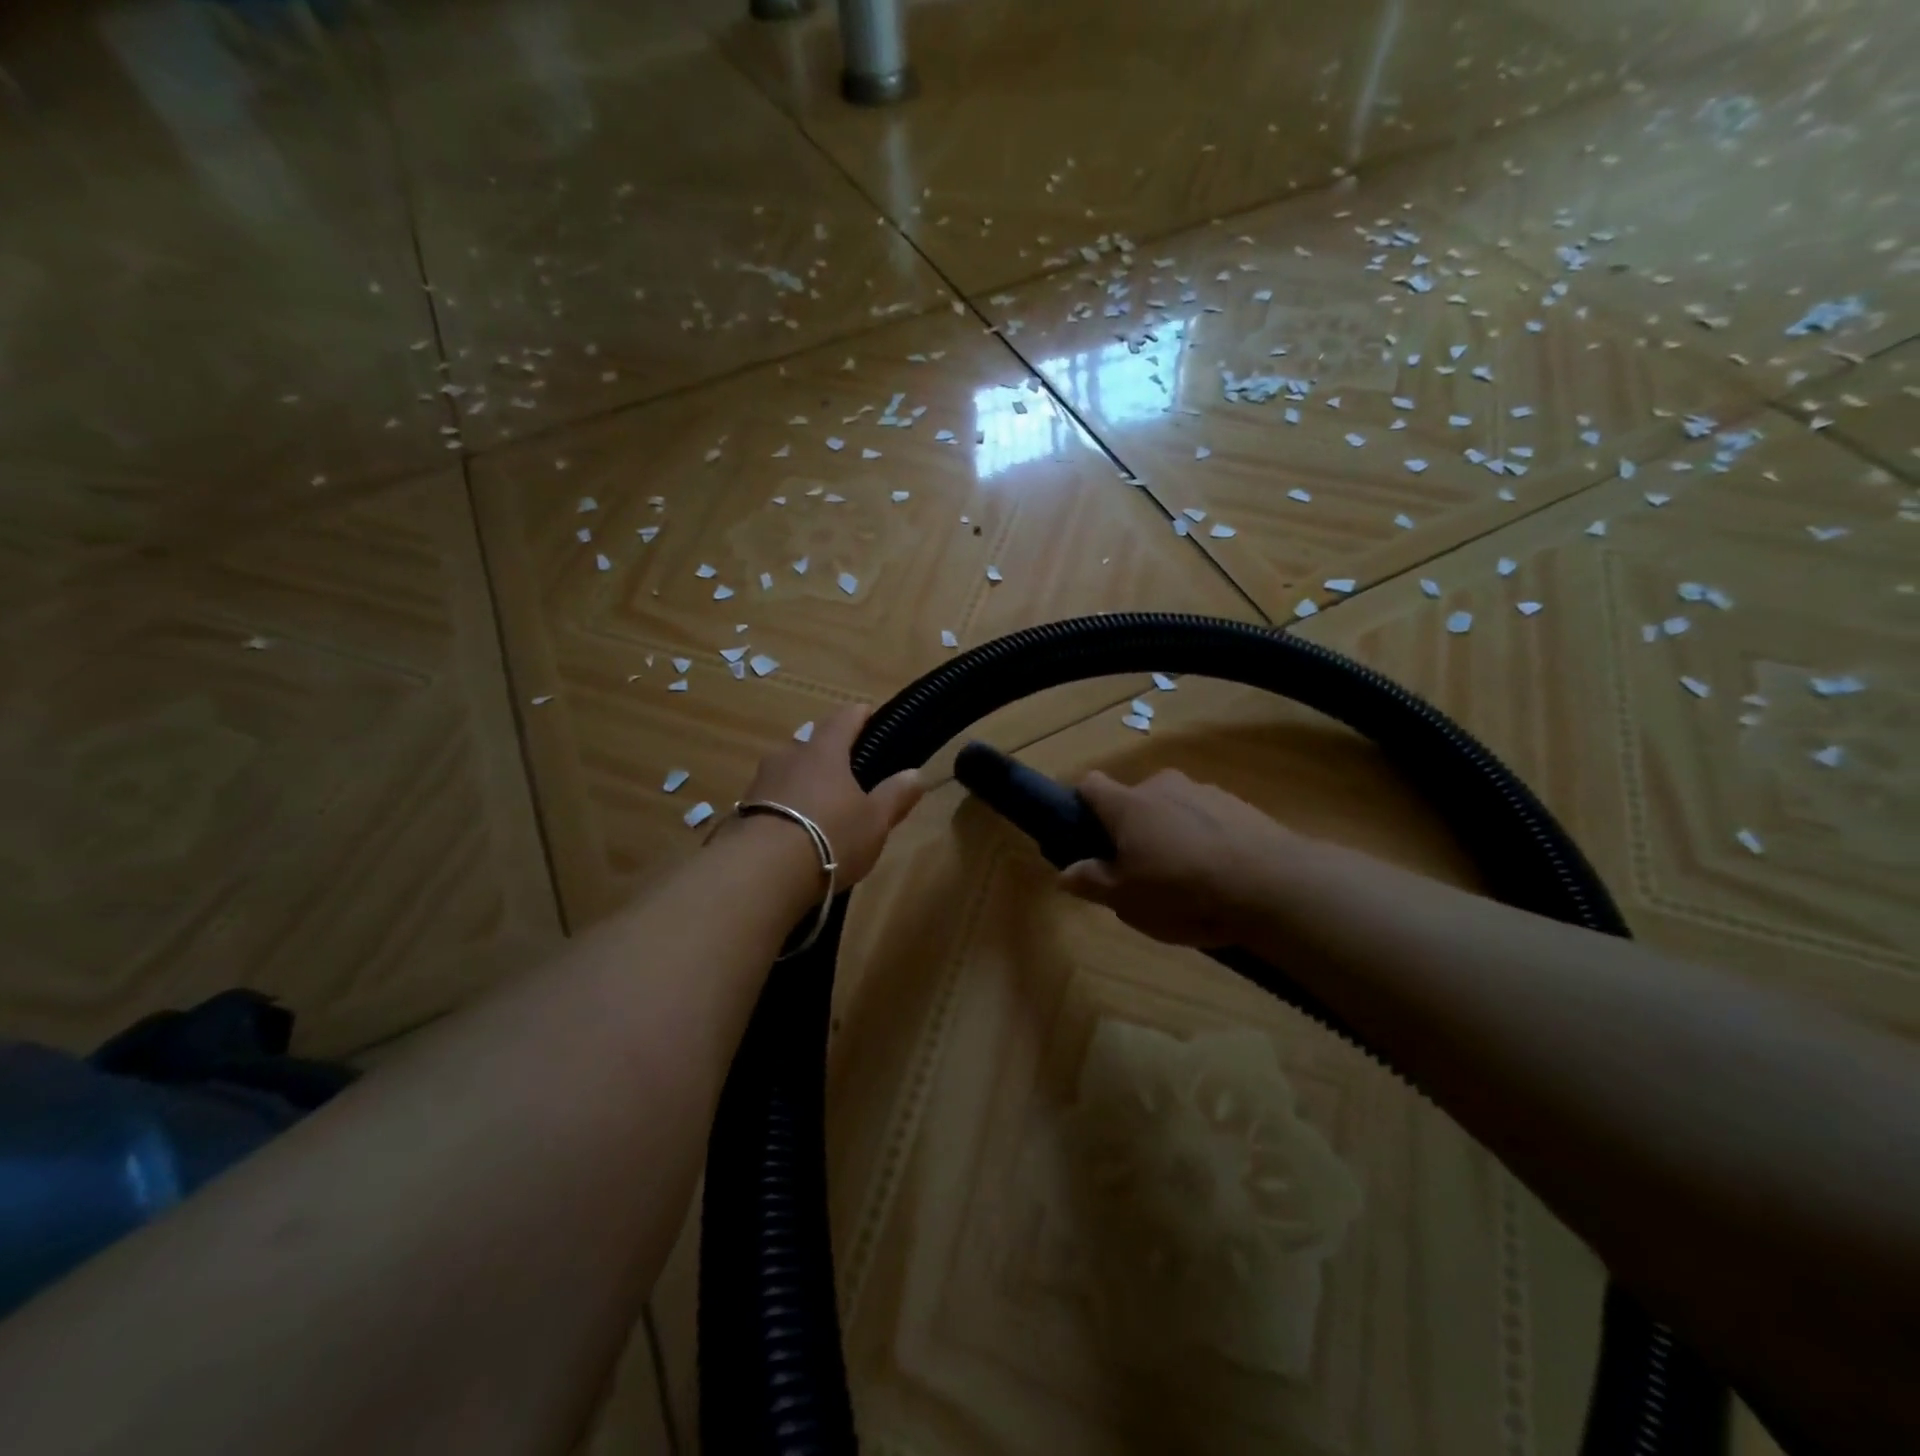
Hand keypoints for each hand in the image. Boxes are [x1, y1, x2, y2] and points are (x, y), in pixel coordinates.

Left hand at [733, 704, 924, 887]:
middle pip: (812, 743)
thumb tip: (916, 774)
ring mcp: (761, 780)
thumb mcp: (875, 821)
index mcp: (825, 750)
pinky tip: (792, 829)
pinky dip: (784, 805)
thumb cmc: (829, 836)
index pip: (845, 718)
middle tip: (848, 772)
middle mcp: (789, 755)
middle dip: (829, 753)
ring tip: (819, 805)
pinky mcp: (742, 809)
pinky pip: (770, 797)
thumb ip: (895, 795)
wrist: (760, 871)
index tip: (868, 714)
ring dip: (804, 781)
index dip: (859, 714)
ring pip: (788, 770)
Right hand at [1058, 769, 1304, 946]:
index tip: (1086, 837)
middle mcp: (1162, 786)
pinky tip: (1219, 876)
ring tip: (1186, 880)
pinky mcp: (1239, 805)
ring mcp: (1204, 791)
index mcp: (1128, 805)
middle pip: (1134, 801)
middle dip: (1131, 830)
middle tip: (1139, 872)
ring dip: (1170, 834)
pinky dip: (1205, 839)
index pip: (1090, 785)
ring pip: (1173, 809)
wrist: (1274, 886)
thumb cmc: (1184, 892)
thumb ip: (1092, 882)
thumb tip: (1064, 873)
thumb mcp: (1127, 900)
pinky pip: (1207, 818)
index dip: (1081, 806)